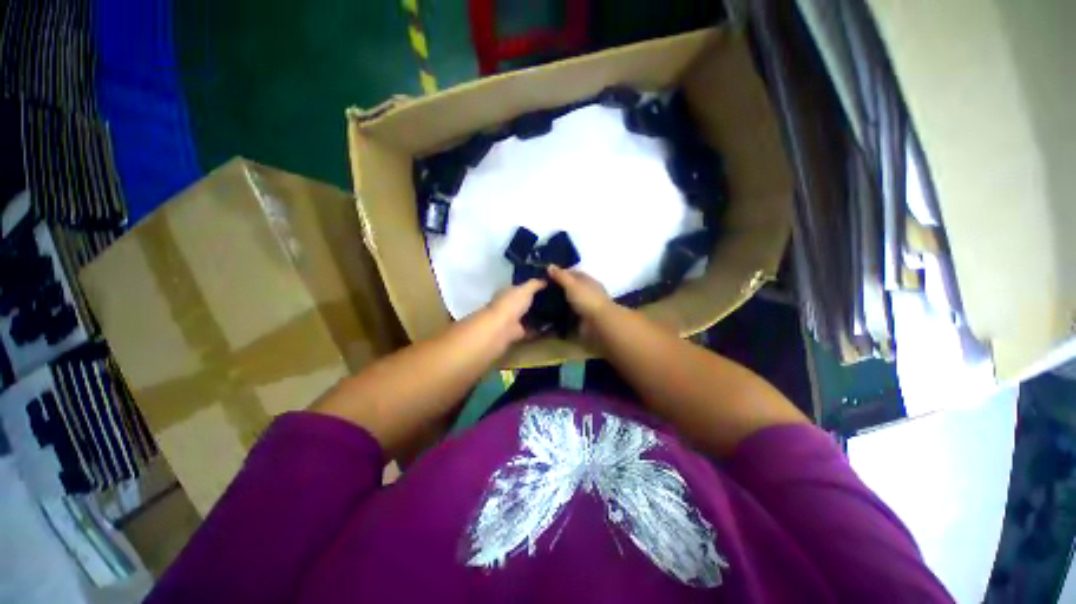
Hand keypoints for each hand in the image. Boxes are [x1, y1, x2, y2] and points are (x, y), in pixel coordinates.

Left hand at [473, 279, 546, 347]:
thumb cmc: (511, 304)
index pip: (518, 287)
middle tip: (553, 300)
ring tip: (555, 312)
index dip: (530, 287)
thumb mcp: (525, 289)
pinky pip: (532, 328)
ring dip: (539, 315)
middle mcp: (508, 305)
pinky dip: (541, 328)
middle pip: (523, 302)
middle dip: (536, 302)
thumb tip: (545, 280)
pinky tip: (553, 325)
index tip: (544, 286)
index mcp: (506, 292)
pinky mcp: (518, 331)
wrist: (503, 327)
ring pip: (528, 316)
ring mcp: (512, 319)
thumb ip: (535, 284)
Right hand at [547, 266, 616, 346]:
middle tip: (541, 291)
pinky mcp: (582, 317)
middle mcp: (587, 291)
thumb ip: (561, 276)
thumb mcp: (572, 284)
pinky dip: (560, 313)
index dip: (559, 273)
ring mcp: (585, 304)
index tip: (546, 276)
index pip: (572, 273)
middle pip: (570, 287)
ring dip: (558, 302)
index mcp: (587, 280)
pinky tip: (550, 314)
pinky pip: (568, 313)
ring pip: (569, 300)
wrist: (599, 322)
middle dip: (557, 288)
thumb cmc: (586, 299)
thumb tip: (550, 265)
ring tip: (543, 303)